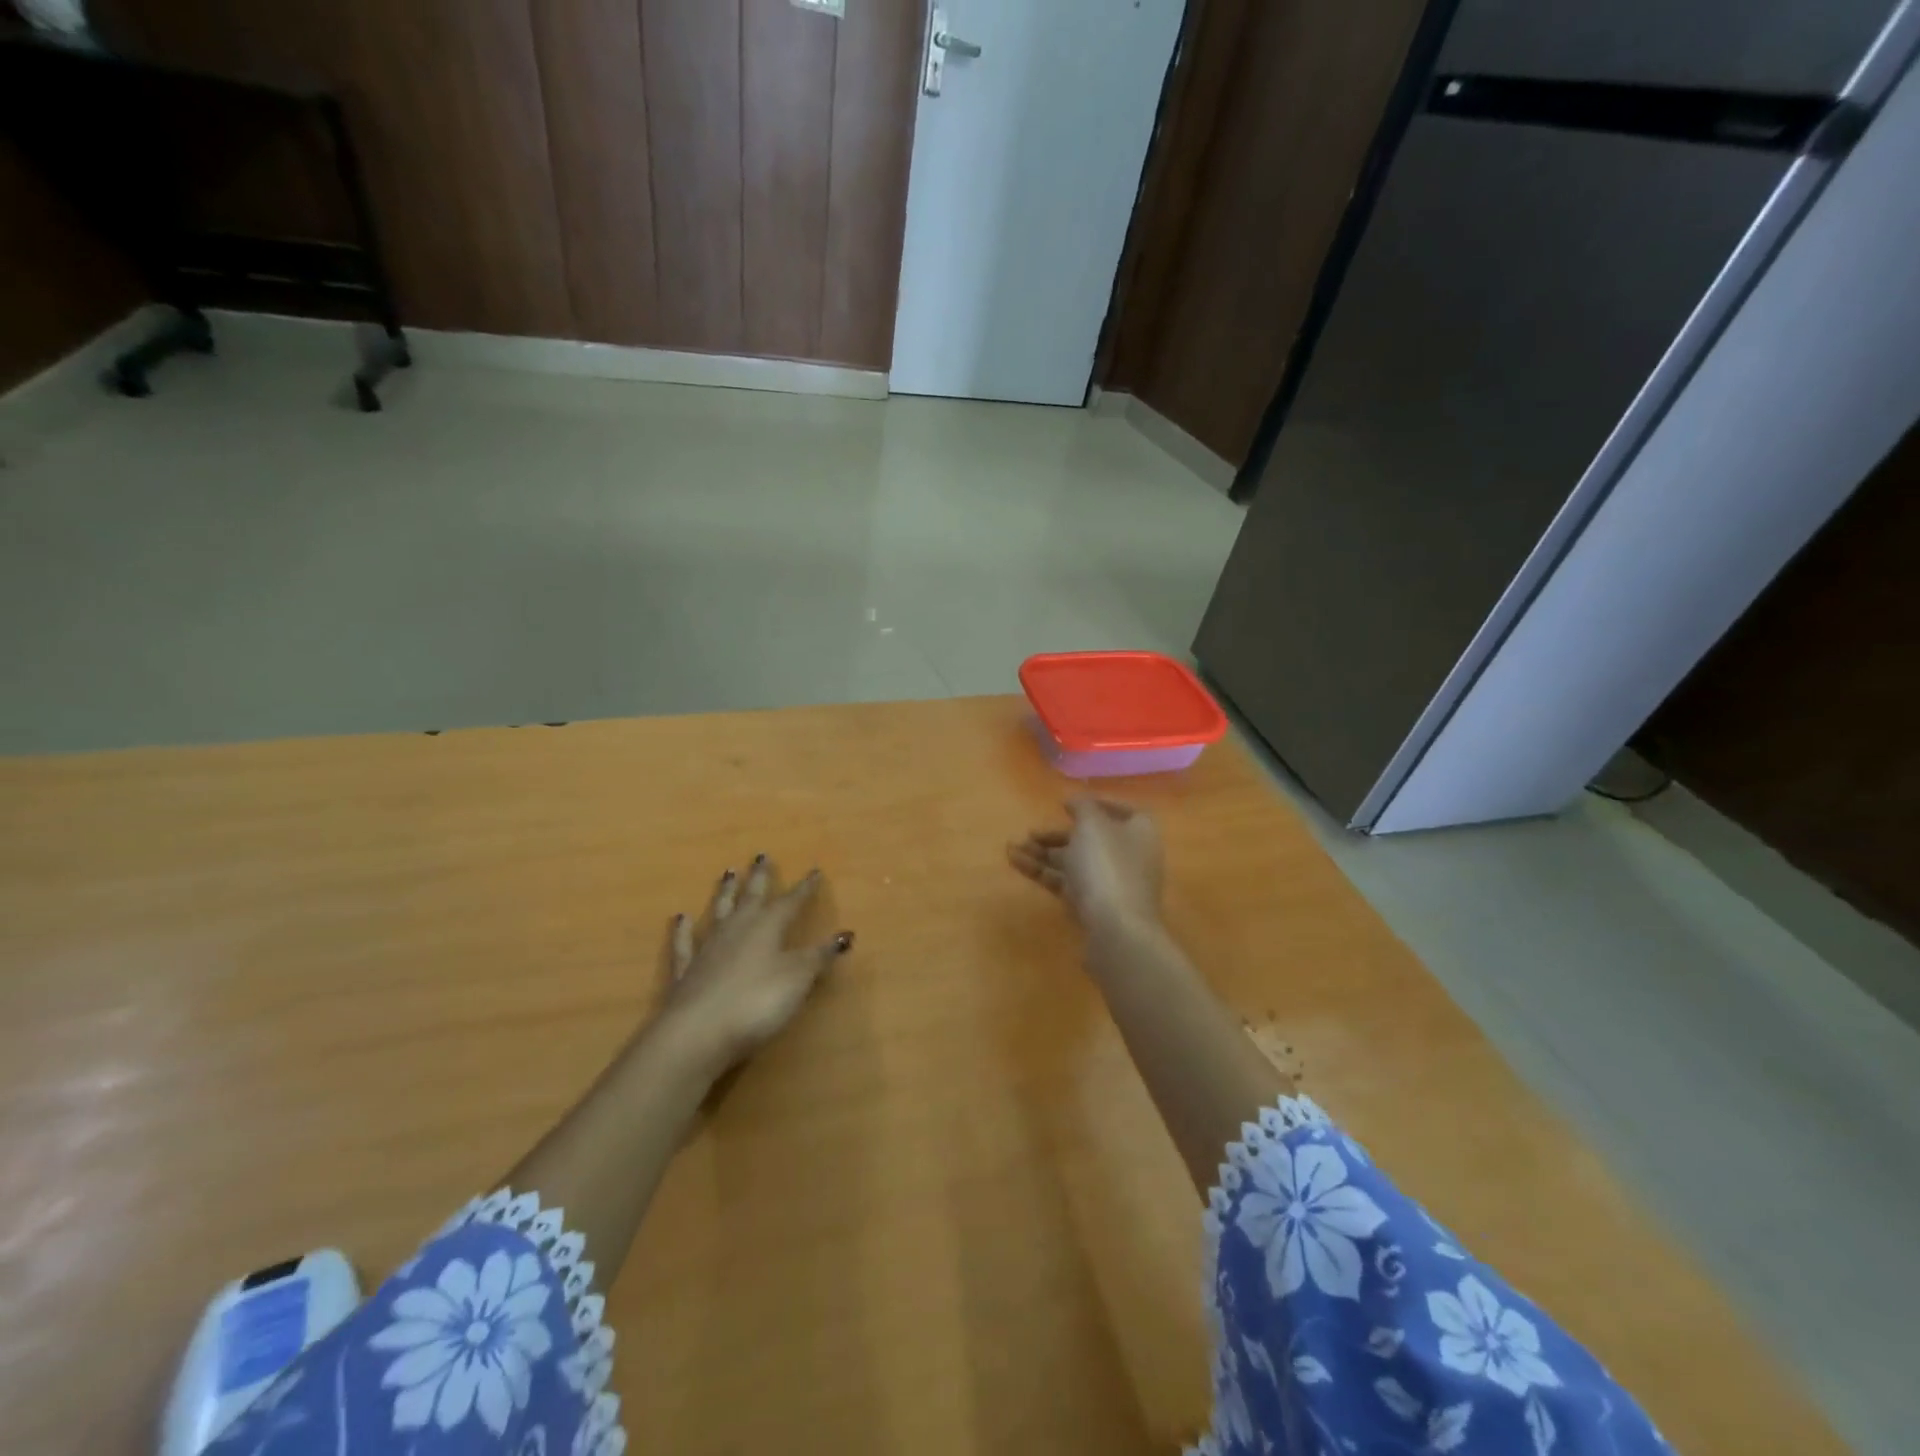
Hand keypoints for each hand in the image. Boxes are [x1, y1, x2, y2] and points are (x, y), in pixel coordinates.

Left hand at [657, 856, 852, 1072]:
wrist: (698, 1033)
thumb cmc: (757, 1002)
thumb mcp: (798, 978)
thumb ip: (820, 955)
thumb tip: (846, 933)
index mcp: (767, 927)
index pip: (790, 902)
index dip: (804, 889)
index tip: (814, 871)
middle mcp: (737, 929)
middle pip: (751, 897)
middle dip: (759, 877)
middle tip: (761, 854)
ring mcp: (708, 949)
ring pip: (719, 912)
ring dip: (725, 892)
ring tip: (728, 873)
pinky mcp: (686, 972)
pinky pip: (685, 944)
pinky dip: (682, 930)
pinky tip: (680, 918)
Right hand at [1008, 797, 1163, 933]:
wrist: (1115, 931)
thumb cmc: (1107, 866)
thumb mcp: (1092, 825)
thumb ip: (1083, 806)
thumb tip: (1076, 801)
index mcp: (1139, 832)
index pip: (1122, 811)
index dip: (1097, 805)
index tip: (1067, 805)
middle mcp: (1129, 856)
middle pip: (1090, 839)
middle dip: (1056, 835)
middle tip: (1030, 832)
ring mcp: (1111, 885)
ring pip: (1073, 862)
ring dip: (1043, 853)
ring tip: (1011, 848)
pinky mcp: (1093, 907)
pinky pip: (1065, 883)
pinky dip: (1042, 872)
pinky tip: (1016, 863)